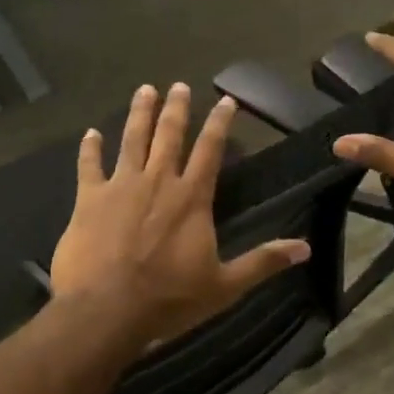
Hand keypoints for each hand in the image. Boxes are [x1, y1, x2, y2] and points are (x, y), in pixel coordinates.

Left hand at [51, 83, 310, 345]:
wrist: (106, 308)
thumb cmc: (168, 299)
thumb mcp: (224, 286)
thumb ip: (262, 262)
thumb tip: (304, 248)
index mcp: (192, 198)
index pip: (210, 150)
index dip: (219, 123)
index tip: (226, 100)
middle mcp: (158, 181)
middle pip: (169, 135)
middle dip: (176, 108)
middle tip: (178, 85)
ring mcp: (120, 186)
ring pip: (132, 140)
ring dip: (139, 114)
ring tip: (144, 90)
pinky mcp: (89, 199)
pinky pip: (89, 165)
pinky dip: (90, 148)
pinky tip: (90, 133)